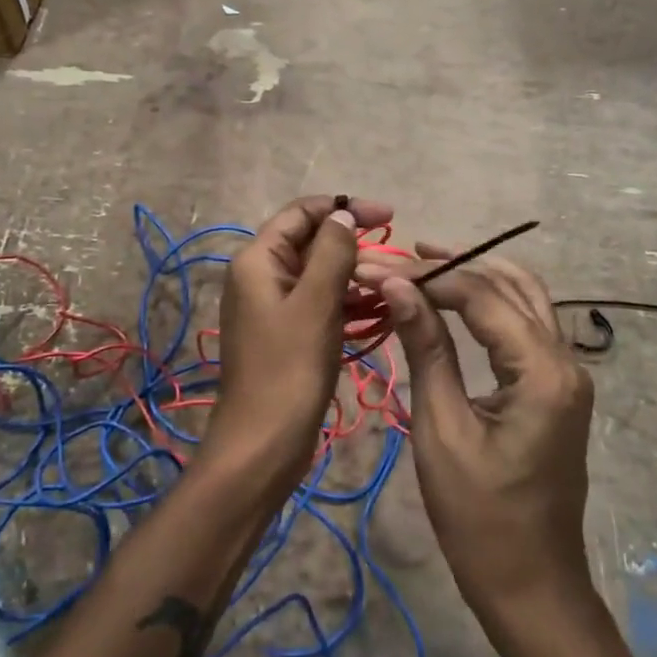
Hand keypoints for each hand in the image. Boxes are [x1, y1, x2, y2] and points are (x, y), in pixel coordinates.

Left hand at [206, 195, 391, 497]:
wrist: (262, 446)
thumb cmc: (288, 370)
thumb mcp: (315, 304)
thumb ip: (332, 254)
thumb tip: (344, 217)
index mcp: (258, 260)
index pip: (302, 213)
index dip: (345, 209)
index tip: (390, 216)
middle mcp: (261, 276)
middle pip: (310, 242)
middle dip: (354, 245)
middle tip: (397, 259)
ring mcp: (272, 307)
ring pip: (318, 275)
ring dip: (355, 275)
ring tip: (395, 285)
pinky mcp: (286, 334)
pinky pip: (319, 304)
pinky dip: (347, 302)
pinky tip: (379, 310)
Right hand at [360, 245, 592, 614]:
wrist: (532, 587)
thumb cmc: (479, 518)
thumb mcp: (442, 428)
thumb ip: (426, 348)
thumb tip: (396, 285)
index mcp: (543, 372)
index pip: (481, 296)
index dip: (427, 275)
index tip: (377, 267)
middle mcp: (565, 361)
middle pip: (510, 285)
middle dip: (454, 266)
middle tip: (400, 258)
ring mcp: (567, 374)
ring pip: (525, 298)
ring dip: (477, 276)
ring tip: (425, 264)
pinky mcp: (557, 388)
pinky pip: (527, 326)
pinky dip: (491, 304)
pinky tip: (456, 302)